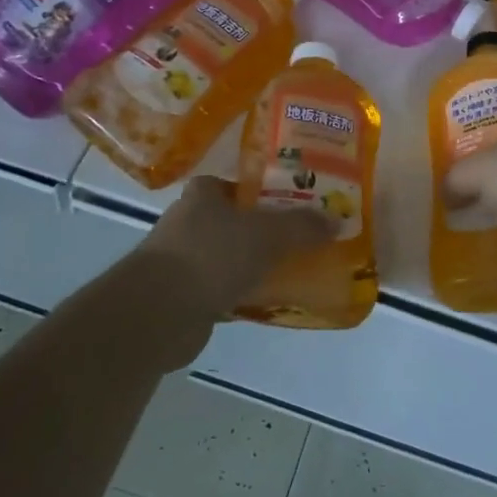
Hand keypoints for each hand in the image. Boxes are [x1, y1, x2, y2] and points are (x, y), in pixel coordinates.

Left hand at [141, 176, 332, 319]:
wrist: (160, 312)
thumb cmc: (212, 255)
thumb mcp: (267, 233)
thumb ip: (302, 226)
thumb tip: (336, 220)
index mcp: (202, 195)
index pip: (231, 184)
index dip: (258, 189)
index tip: (288, 200)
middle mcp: (187, 223)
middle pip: (232, 220)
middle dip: (261, 228)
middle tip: (299, 235)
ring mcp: (182, 261)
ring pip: (228, 256)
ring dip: (252, 263)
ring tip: (292, 268)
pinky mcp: (183, 297)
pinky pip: (223, 289)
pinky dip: (243, 293)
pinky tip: (270, 300)